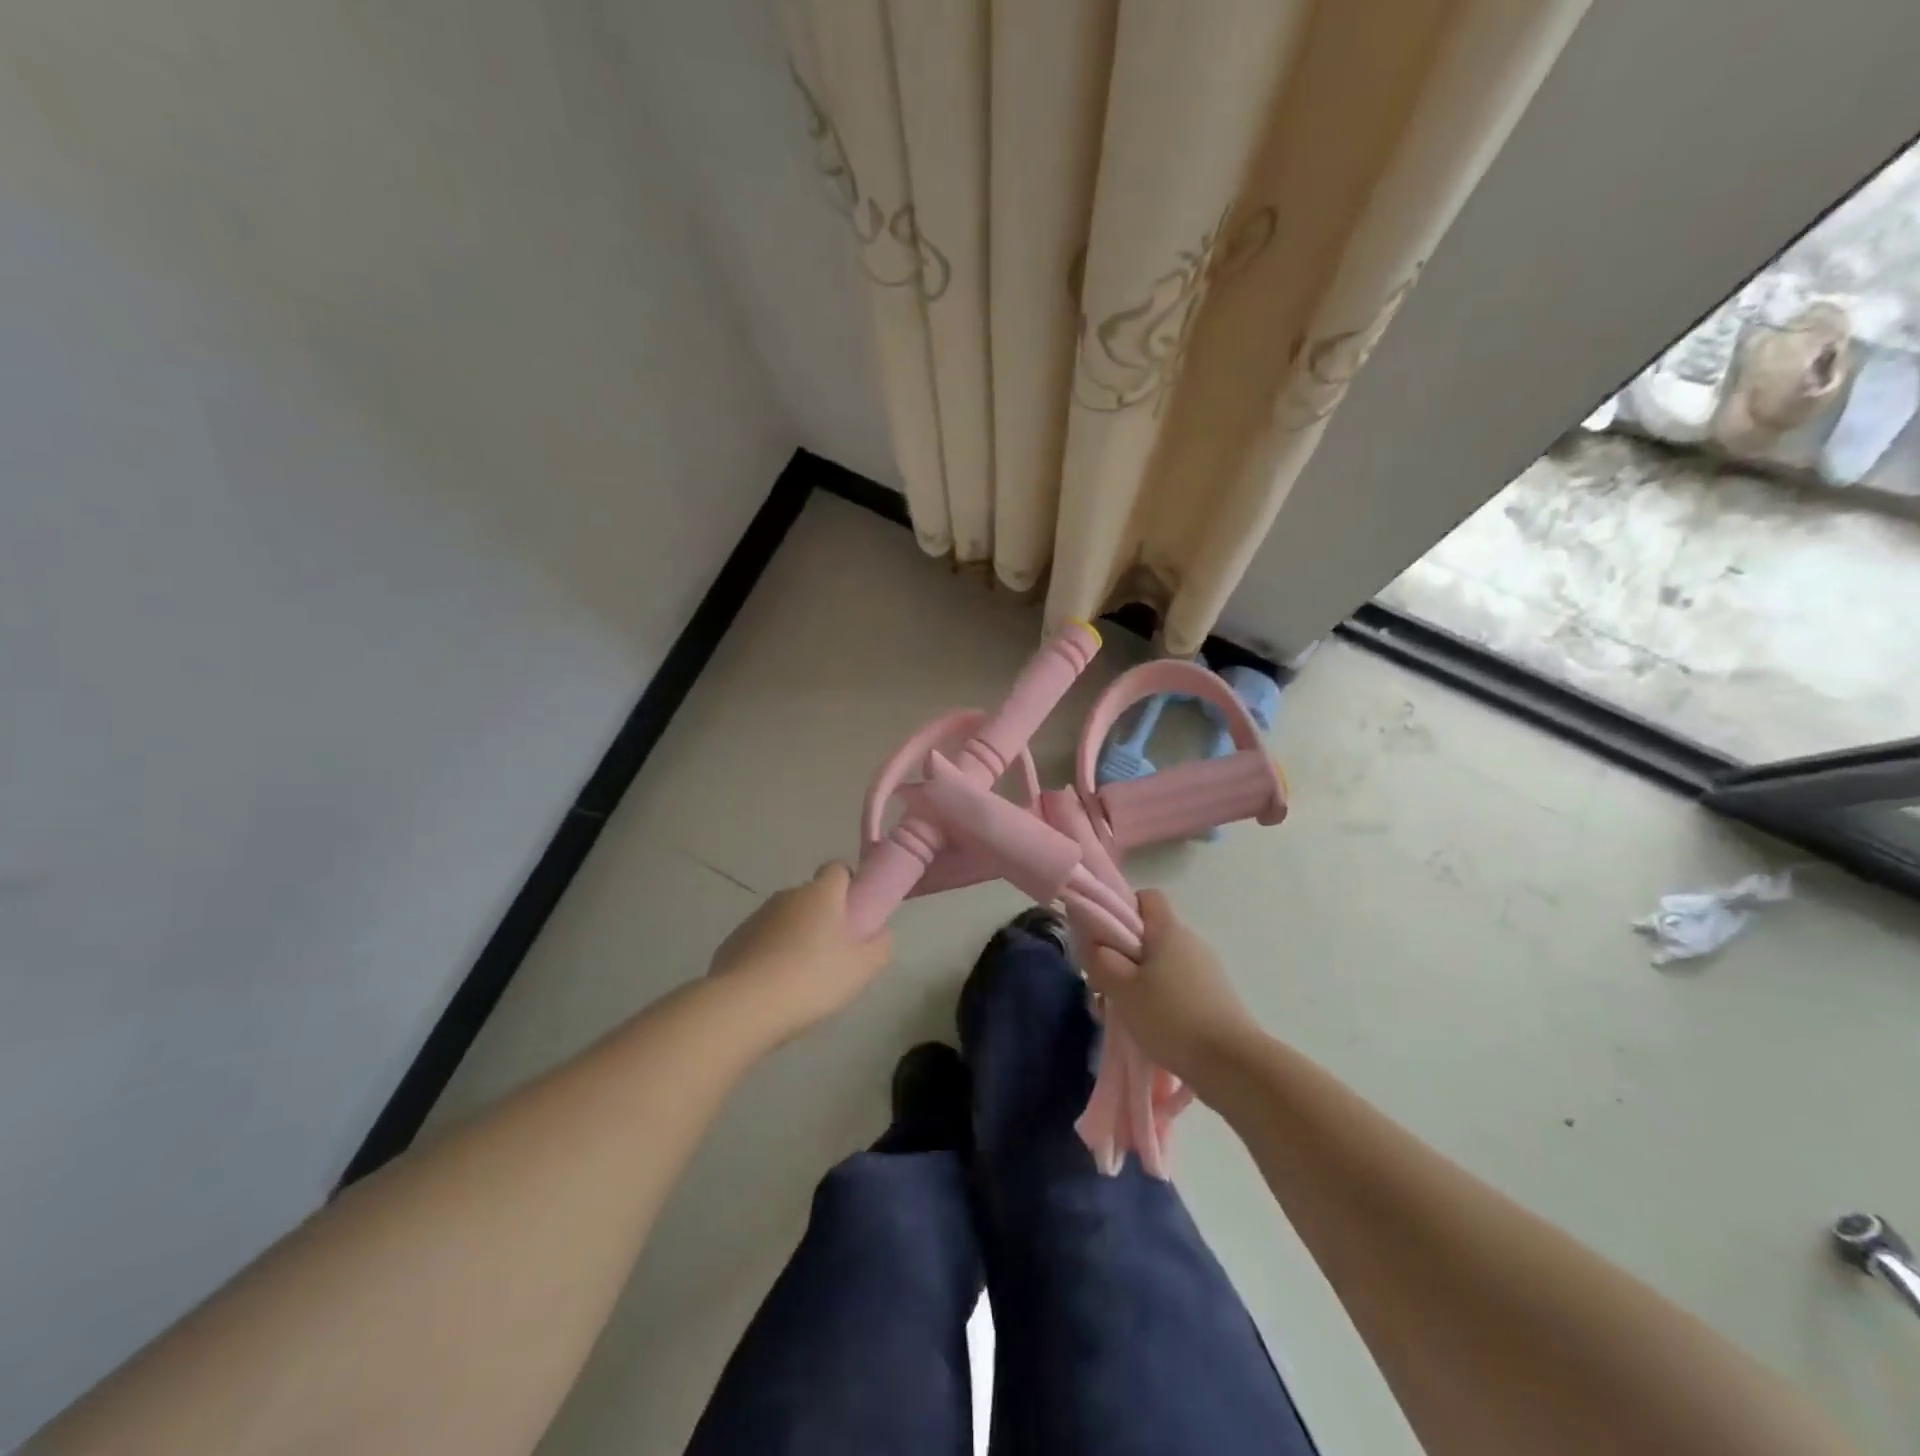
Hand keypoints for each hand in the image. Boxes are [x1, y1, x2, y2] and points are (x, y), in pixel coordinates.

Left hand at [707, 863, 892, 1041]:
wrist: (743, 1007)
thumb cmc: (811, 979)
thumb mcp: (862, 968)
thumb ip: (880, 946)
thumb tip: (880, 933)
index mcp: (821, 894)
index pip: (838, 868)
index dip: (849, 885)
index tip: (856, 913)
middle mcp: (788, 896)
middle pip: (812, 897)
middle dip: (824, 918)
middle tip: (834, 954)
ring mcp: (757, 917)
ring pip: (786, 920)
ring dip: (796, 937)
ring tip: (802, 978)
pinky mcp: (734, 940)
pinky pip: (762, 941)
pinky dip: (770, 955)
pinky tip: (773, 988)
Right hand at [1085, 889, 1259, 1088]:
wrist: (1233, 1065)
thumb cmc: (1171, 1018)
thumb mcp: (1122, 989)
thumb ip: (1101, 961)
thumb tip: (1095, 944)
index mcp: (1170, 930)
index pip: (1147, 898)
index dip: (1122, 910)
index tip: (1105, 939)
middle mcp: (1191, 942)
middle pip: (1151, 935)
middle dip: (1124, 955)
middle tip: (1105, 985)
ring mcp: (1208, 971)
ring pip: (1163, 964)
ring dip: (1140, 982)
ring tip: (1124, 1015)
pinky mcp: (1216, 998)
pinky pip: (1178, 987)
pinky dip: (1161, 1000)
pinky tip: (1150, 1028)